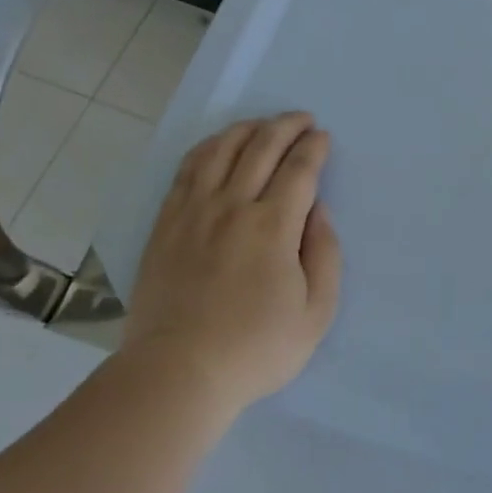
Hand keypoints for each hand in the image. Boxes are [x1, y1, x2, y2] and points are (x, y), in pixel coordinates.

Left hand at [121, 113, 342, 412]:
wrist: (177, 373)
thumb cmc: (256, 348)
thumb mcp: (316, 313)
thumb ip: (325, 255)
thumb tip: (318, 212)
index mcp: (273, 227)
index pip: (298, 170)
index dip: (313, 148)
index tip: (322, 137)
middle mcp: (232, 207)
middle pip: (261, 148)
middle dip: (286, 126)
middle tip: (302, 119)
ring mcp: (193, 213)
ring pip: (220, 150)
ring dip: (246, 129)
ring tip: (262, 124)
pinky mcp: (166, 224)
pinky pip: (187, 170)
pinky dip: (207, 148)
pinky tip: (218, 146)